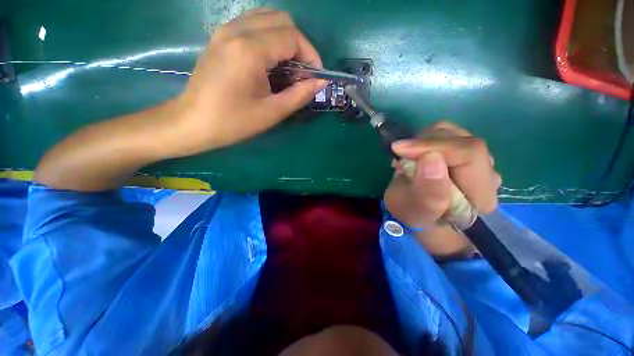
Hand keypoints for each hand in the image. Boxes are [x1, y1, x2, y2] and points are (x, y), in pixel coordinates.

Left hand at [172, 9, 326, 155]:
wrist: (193, 122)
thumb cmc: (233, 122)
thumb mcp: (272, 112)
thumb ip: (299, 95)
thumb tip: (320, 82)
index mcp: (250, 49)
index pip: (292, 36)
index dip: (311, 55)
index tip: (315, 76)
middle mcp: (237, 30)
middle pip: (281, 19)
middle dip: (299, 45)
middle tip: (301, 73)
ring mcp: (225, 30)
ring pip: (267, 18)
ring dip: (284, 39)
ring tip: (287, 68)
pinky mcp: (220, 37)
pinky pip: (253, 24)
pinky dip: (269, 38)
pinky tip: (269, 62)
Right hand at [384, 122, 501, 257]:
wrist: (416, 212)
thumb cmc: (414, 215)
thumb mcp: (415, 210)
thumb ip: (428, 191)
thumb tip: (430, 157)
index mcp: (481, 195)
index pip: (469, 154)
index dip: (433, 146)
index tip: (400, 149)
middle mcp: (486, 174)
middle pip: (461, 141)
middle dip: (424, 145)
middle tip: (400, 157)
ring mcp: (475, 160)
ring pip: (452, 133)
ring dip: (422, 142)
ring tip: (406, 159)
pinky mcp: (461, 151)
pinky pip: (444, 133)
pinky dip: (422, 139)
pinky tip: (413, 155)